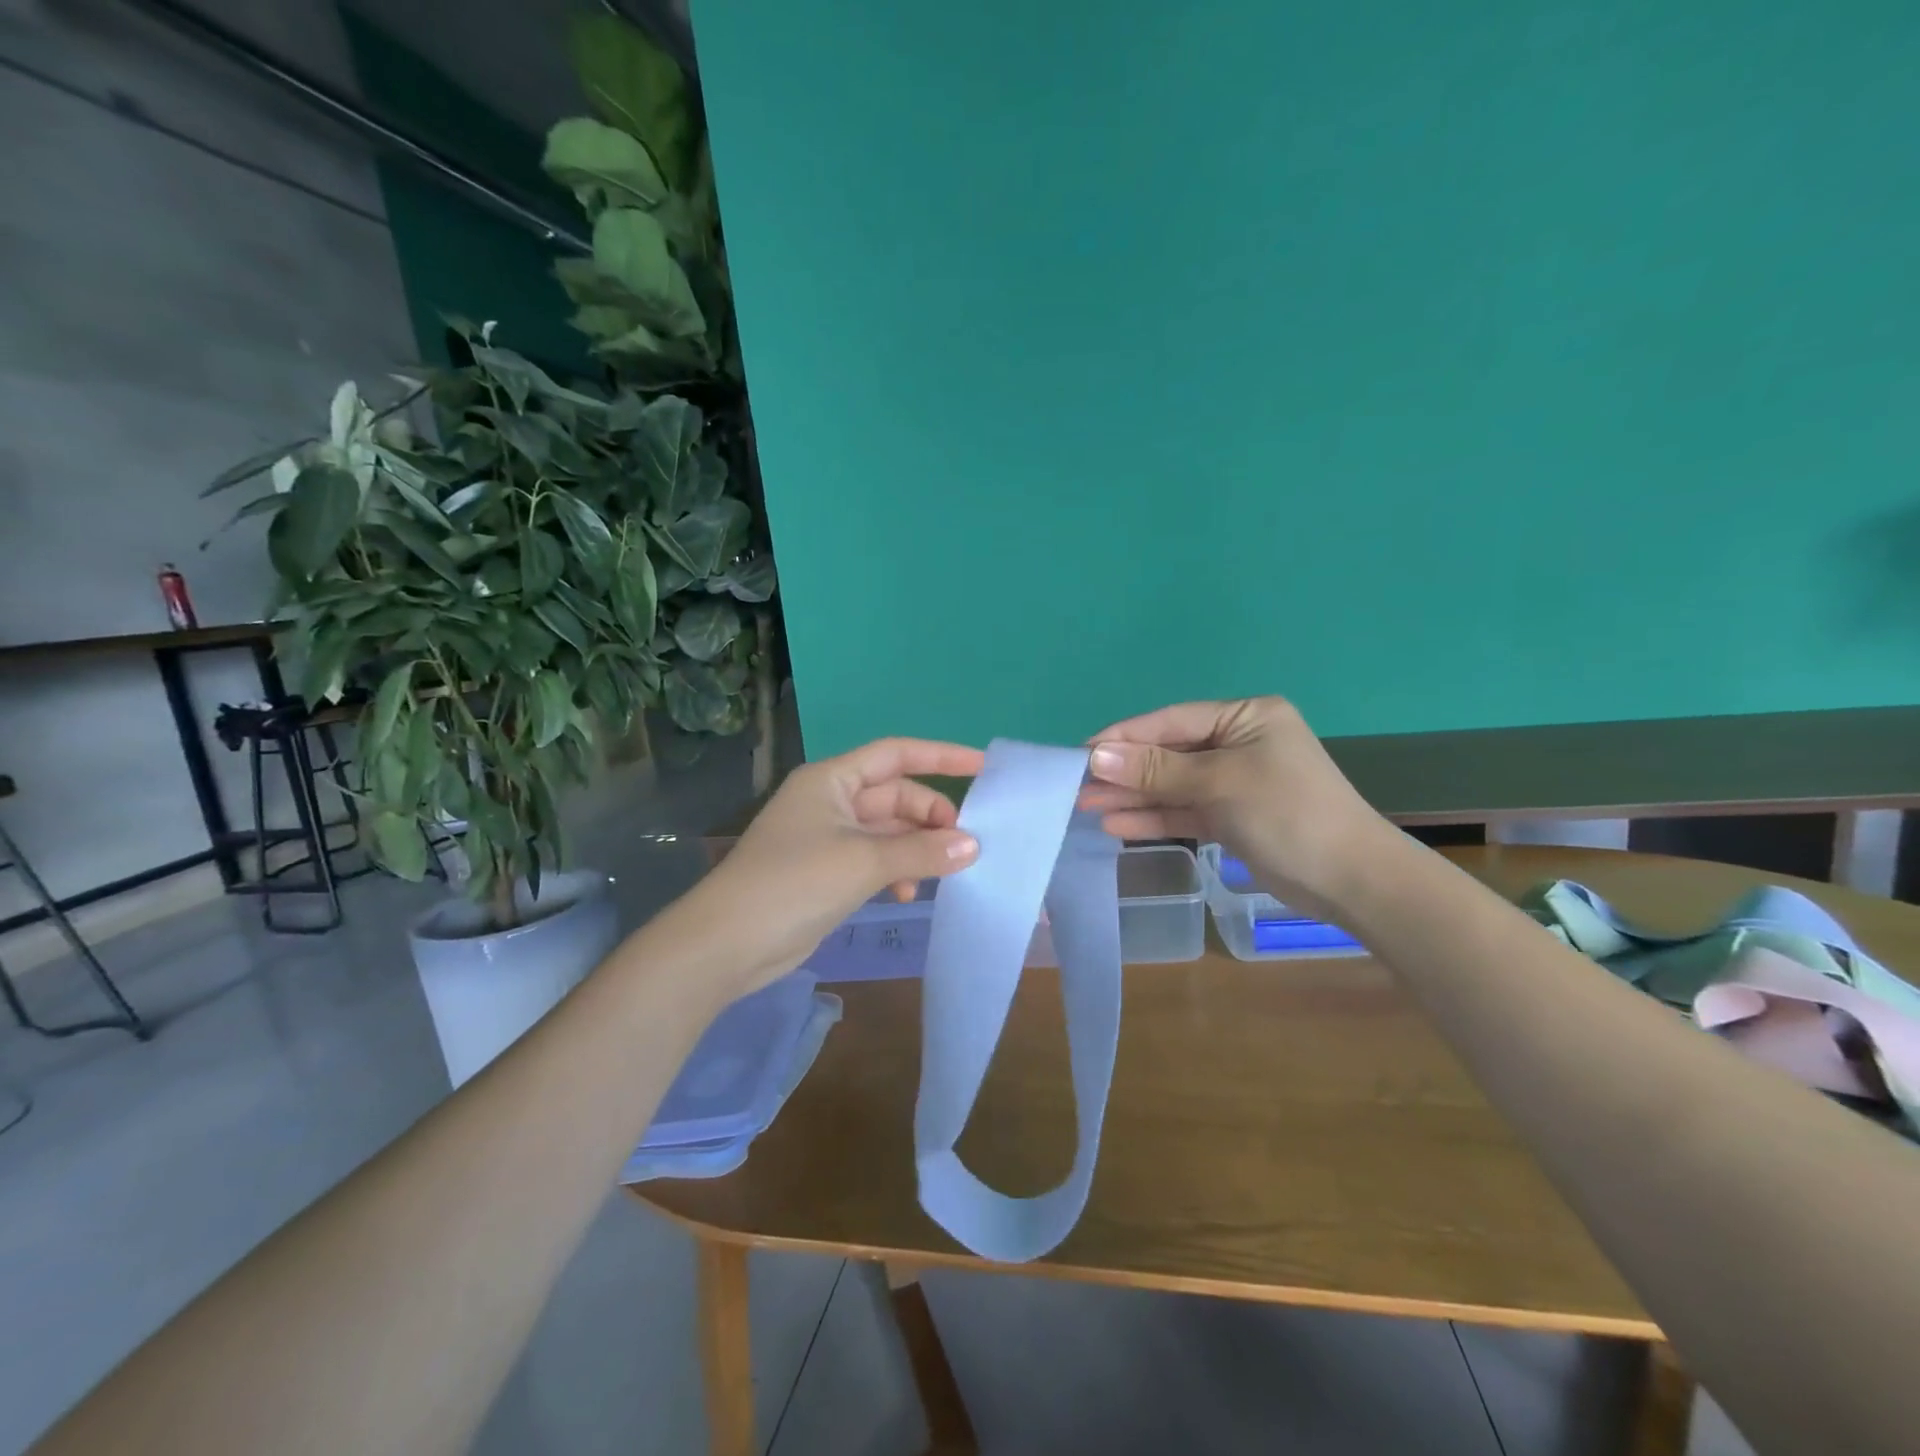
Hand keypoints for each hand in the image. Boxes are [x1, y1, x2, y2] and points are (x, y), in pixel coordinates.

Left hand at [666, 737, 983, 1000]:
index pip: (895, 754)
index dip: (940, 756)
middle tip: (964, 844)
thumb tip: (972, 846)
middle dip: (931, 816)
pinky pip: (876, 859)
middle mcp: (831, 801)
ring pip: (888, 831)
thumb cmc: (794, 883)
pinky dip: (897, 871)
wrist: (727, 943)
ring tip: (943, 872)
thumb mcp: (863, 861)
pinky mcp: (827, 872)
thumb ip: (921, 851)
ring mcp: (828, 838)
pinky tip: (909, 893)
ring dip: (917, 847)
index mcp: (832, 780)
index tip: (982, 766)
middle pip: (895, 796)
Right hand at [1081, 697, 1391, 919]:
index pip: (1172, 721)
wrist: (1350, 880)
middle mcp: (1239, 743)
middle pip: (1169, 753)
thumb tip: (1096, 756)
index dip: (1125, 736)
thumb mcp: (1219, 783)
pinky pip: (1185, 810)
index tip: (1081, 752)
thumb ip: (1156, 770)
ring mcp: (1235, 781)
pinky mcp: (1232, 816)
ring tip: (1086, 806)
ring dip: (1133, 796)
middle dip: (1124, 770)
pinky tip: (1116, 825)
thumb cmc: (1287, 813)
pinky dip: (1154, 817)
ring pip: (1173, 784)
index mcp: (1246, 717)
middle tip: (1077, 784)